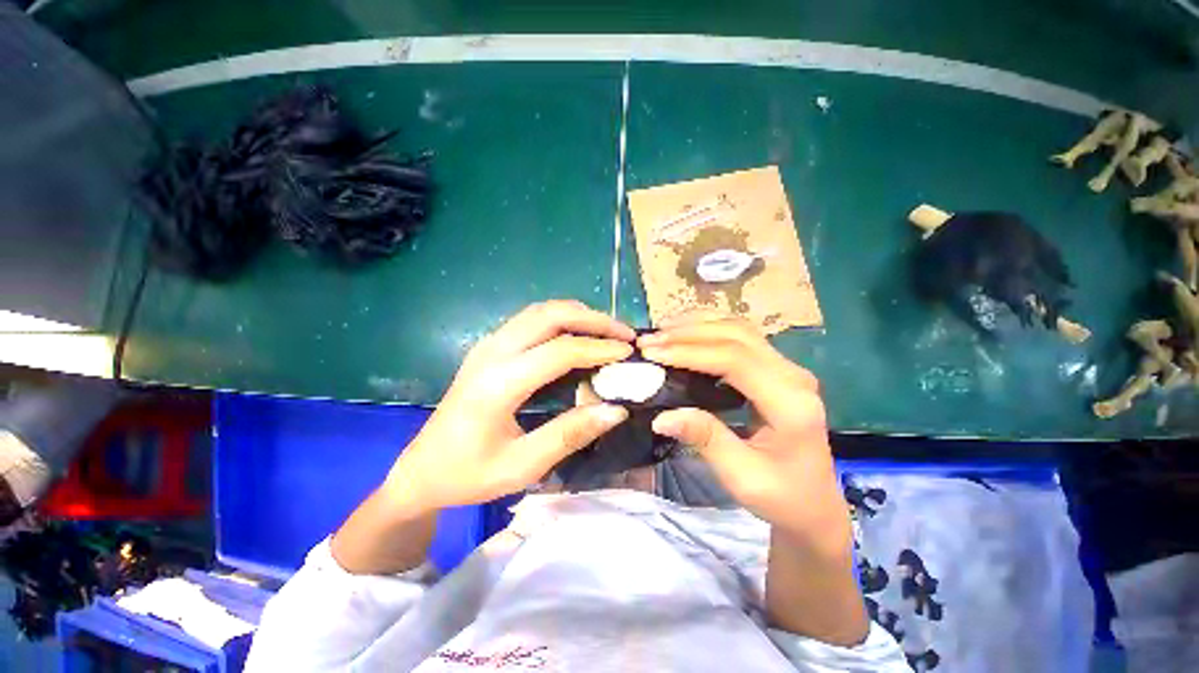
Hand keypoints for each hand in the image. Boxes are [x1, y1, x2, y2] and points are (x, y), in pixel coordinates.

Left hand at [384, 300, 634, 512]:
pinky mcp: (489, 346)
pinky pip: (531, 319)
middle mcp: (492, 353)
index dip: (598, 348)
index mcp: (498, 384)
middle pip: (549, 315)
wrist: (421, 469)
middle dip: (593, 319)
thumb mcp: (522, 466)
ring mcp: (488, 345)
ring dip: (578, 314)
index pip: (559, 351)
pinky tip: (578, 332)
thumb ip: (570, 435)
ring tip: (607, 330)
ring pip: (540, 311)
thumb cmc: (469, 475)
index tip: (628, 352)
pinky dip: (561, 318)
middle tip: (624, 332)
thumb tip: (616, 410)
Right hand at [638, 316, 843, 543]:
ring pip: (739, 329)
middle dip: (688, 334)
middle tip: (650, 340)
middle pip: (737, 336)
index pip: (735, 360)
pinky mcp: (777, 369)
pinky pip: (741, 337)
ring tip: (662, 330)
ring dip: (698, 325)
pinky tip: (686, 333)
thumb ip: (704, 438)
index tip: (653, 353)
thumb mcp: (741, 476)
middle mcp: (794, 376)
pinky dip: (709, 330)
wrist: (814, 504)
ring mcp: (788, 368)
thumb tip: (661, 416)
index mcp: (791, 404)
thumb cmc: (781, 497)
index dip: (691, 352)